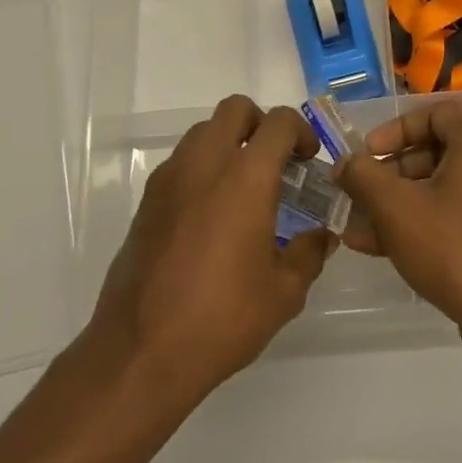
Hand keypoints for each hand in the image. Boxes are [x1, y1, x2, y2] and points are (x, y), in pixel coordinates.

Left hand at [84, 96, 333, 402]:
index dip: (300, 131)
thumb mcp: (283, 293)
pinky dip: (202, 169)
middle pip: (234, 109)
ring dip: (228, 143)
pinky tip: (212, 215)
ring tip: (244, 188)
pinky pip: (180, 163)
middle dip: (260, 124)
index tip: (308, 159)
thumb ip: (309, 253)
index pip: (277, 123)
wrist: (140, 353)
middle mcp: (204, 165)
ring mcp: (169, 180)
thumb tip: (322, 236)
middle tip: (276, 161)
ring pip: (203, 132)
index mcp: (245, 178)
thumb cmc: (221, 319)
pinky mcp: (146, 203)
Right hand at [336, 101, 461, 367]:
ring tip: (360, 230)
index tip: (366, 155)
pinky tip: (387, 249)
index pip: (433, 114)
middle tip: (359, 197)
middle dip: (391, 175)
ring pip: (445, 188)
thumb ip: (363, 177)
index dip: (393, 131)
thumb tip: (345, 163)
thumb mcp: (396, 209)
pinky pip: (461, 214)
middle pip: (437, 152)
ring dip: (401, 204)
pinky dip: (426, 223)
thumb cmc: (454, 250)